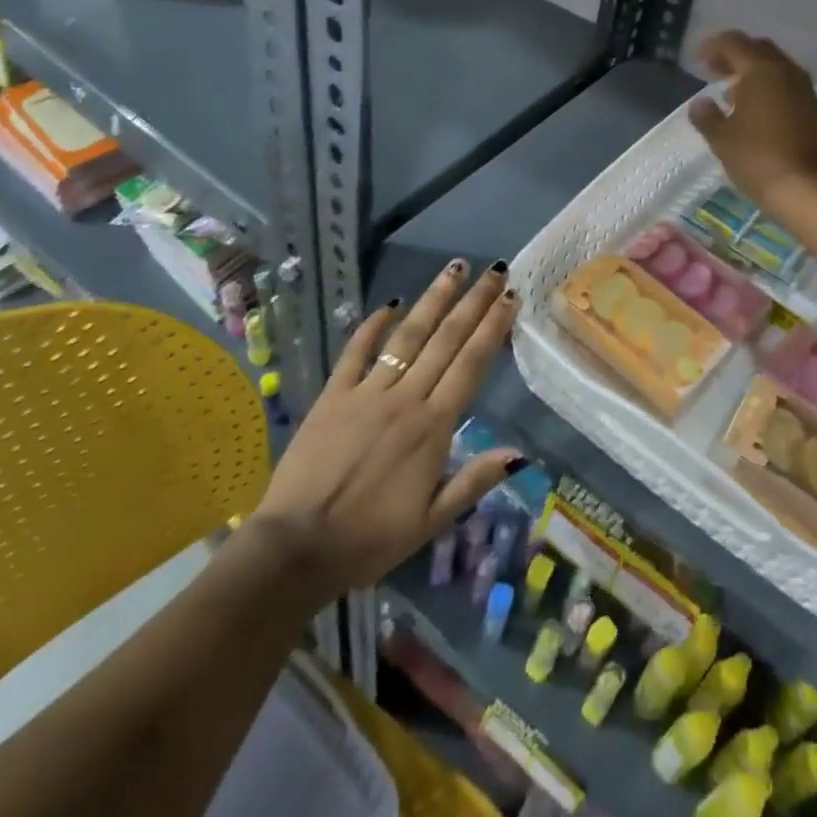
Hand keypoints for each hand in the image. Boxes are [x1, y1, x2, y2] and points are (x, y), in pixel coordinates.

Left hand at [241, 259, 523, 605]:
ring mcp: (367, 392)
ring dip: (433, 300)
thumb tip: (520, 454)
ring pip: (408, 336)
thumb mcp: (431, 521)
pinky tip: (391, 303)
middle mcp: (405, 398)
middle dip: (473, 302)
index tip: (510, 297)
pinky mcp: (333, 395)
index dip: (493, 328)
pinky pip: (357, 352)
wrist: (297, 547)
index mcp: (433, 427)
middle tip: (494, 270)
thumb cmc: (369, 540)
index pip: (471, 365)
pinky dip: (374, 325)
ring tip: (454, 269)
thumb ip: (474, 481)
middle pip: (446, 340)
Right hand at [688, 31, 816, 214]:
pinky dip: (771, 90)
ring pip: (778, 68)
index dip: (714, 47)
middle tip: (715, 70)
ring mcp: (807, 91)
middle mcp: (788, 72)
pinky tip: (759, 112)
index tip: (699, 59)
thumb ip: (707, 117)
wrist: (811, 191)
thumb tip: (700, 103)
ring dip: (755, 73)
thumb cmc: (758, 159)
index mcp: (761, 70)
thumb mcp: (722, 139)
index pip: (734, 43)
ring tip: (734, 92)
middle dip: (736, 55)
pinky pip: (790, 88)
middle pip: (759, 50)